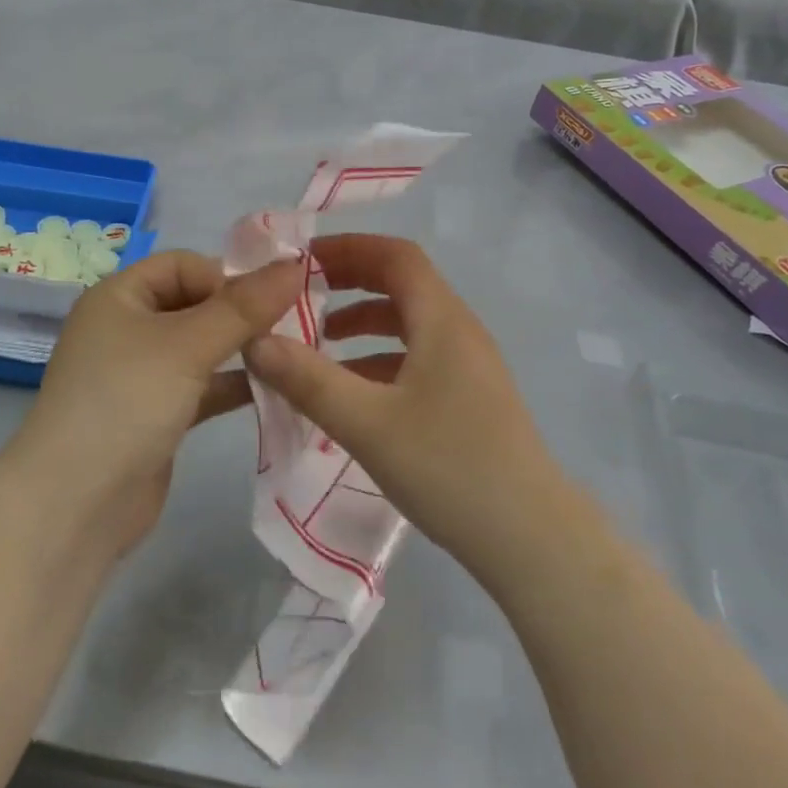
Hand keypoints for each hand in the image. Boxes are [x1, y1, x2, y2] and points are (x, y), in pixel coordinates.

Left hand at [10, 250, 304, 554]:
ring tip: (292, 355)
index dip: (227, 275)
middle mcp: (127, 328)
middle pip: (195, 303)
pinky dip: (231, 384)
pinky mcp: (155, 415)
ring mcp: (140, 374)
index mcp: (120, 296)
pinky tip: (273, 390)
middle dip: (241, 313)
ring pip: (201, 347)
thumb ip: (244, 307)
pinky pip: (201, 386)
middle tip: (294, 325)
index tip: (272, 298)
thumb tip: (295, 264)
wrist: (74, 506)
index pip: (183, 266)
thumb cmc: (126, 402)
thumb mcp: (188, 346)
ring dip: (241, 349)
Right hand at [243, 234, 566, 582]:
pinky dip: (380, 359)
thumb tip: (255, 342)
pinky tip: (352, 393)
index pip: (395, 256)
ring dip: (363, 322)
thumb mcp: (367, 424)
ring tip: (318, 342)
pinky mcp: (470, 398)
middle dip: (350, 281)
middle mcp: (459, 331)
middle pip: (402, 284)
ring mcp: (469, 366)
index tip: (301, 259)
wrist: (532, 540)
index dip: (348, 247)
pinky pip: (418, 359)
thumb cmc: (450, 468)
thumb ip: (308, 380)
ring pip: (409, 324)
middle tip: (301, 293)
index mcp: (442, 321)